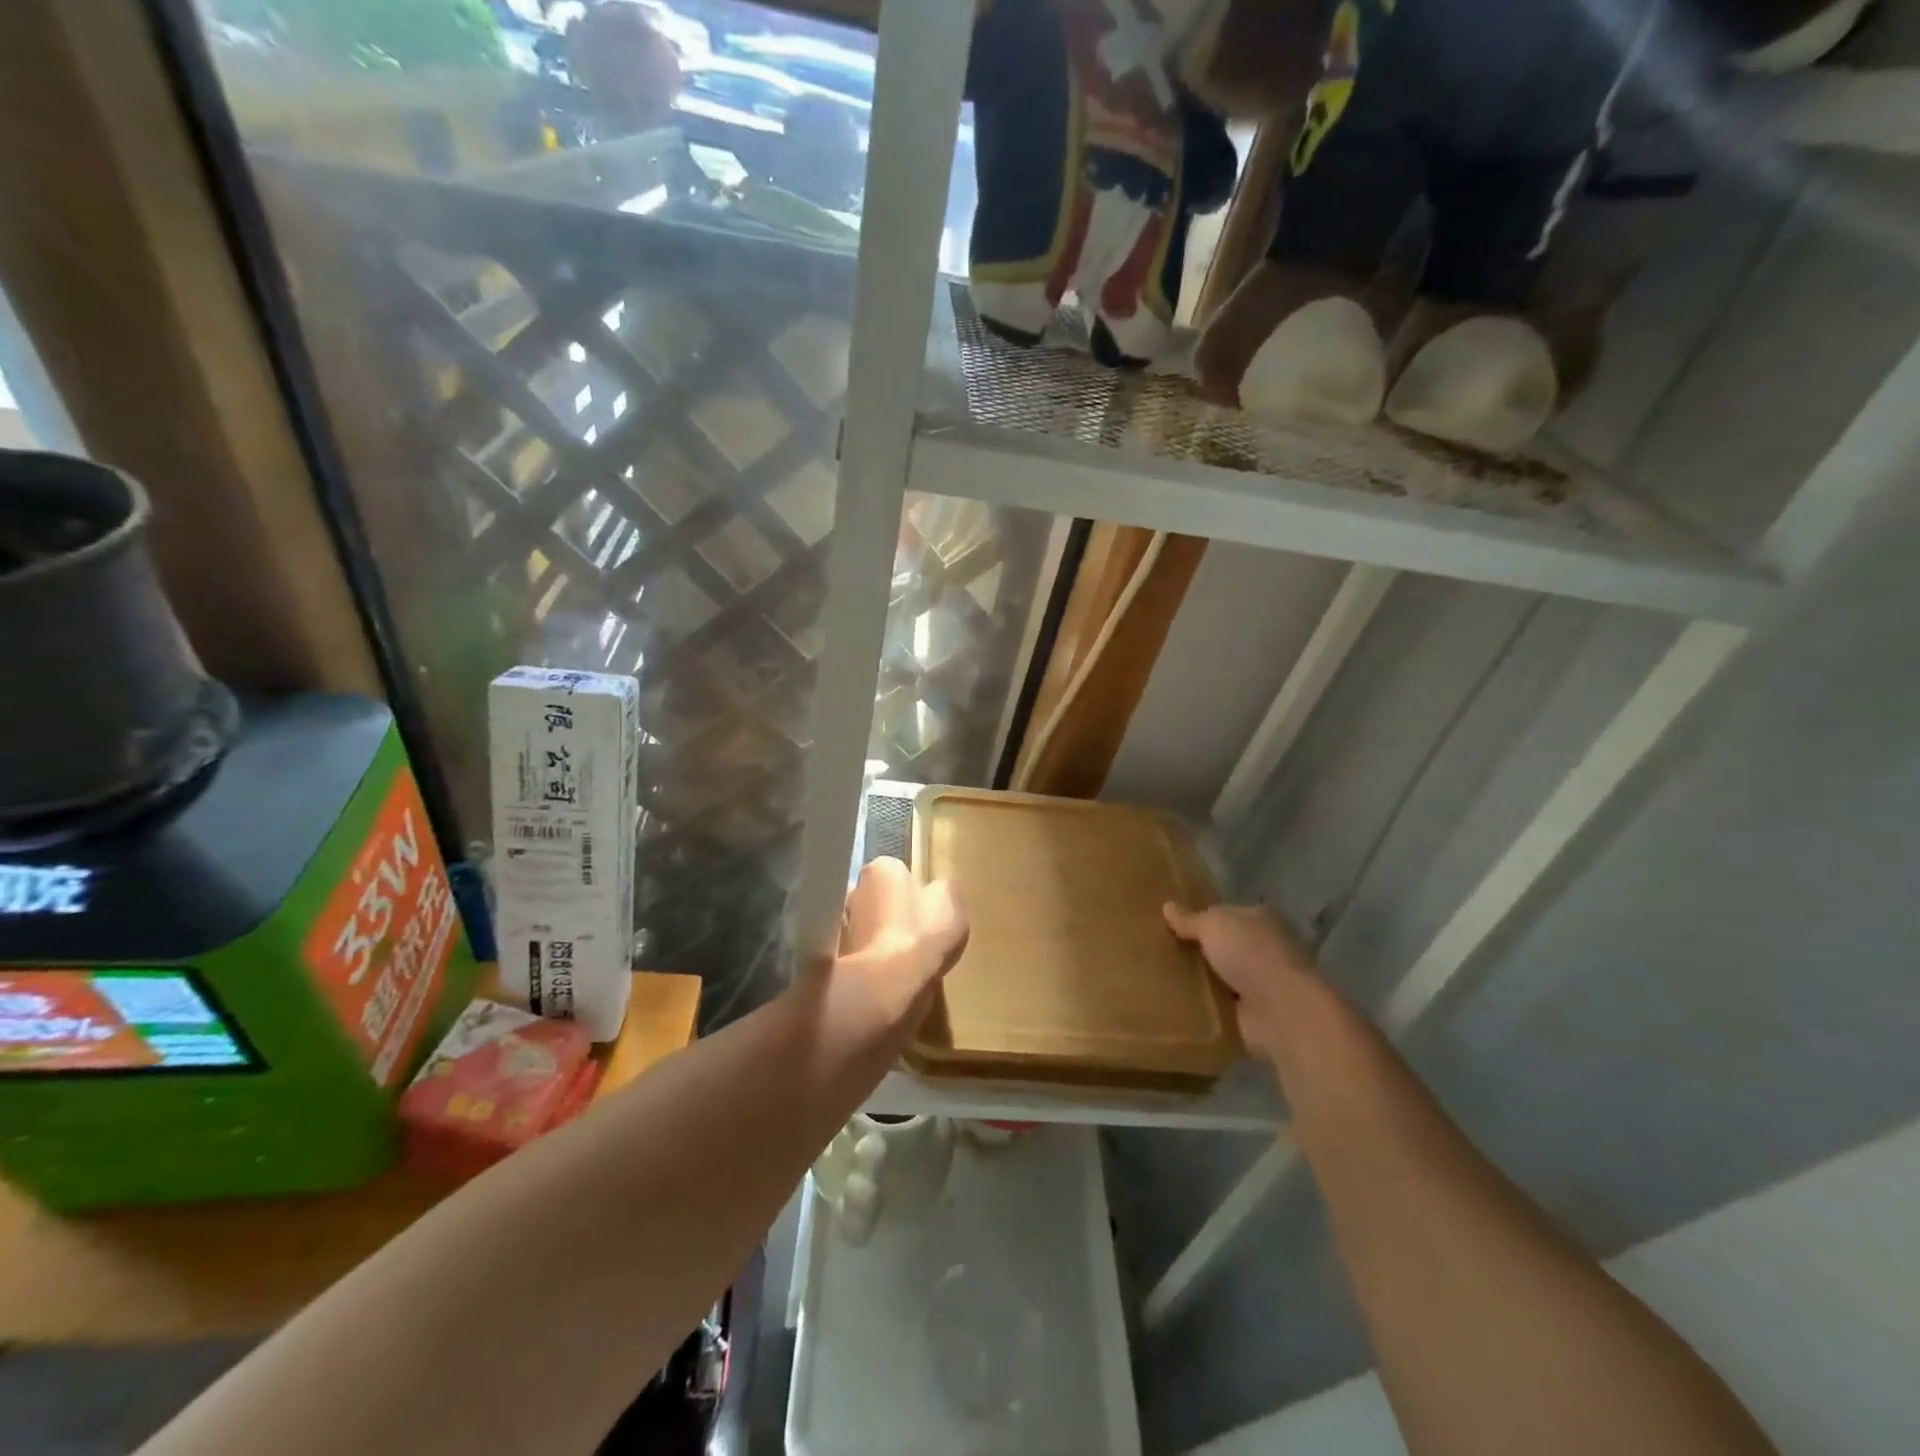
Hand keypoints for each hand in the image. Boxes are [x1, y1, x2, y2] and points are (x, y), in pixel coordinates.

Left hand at [837, 858, 968, 1034]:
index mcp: (881, 869)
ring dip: (882, 938)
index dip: (913, 889)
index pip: (896, 871)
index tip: (927, 907)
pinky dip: (876, 962)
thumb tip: (938, 890)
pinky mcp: (839, 959)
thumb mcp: (951, 903)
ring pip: (869, 927)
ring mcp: (844, 926)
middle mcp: (854, 891)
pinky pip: (864, 954)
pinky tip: (895, 975)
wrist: (889, 986)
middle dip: (892, 911)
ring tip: (908, 959)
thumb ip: (944, 890)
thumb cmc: (923, 934)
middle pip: (878, 898)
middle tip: (917, 932)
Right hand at [1164, 901, 1317, 1060]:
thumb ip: (1190, 919)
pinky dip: (1205, 1006)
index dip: (1201, 917)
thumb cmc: (1250, 954)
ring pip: (1221, 975)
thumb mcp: (1213, 925)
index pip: (1226, 914)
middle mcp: (1264, 947)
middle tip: (1159, 951)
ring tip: (1160, 979)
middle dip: (1198, 950)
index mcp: (1260, 919)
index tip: (1171, 925)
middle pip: (1223, 945)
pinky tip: (1177, 1004)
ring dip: (1201, 979)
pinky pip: (1221, 1004)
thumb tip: (1167, 906)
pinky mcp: (1254, 1013)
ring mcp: (1261, 982)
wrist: (1281, 1010)